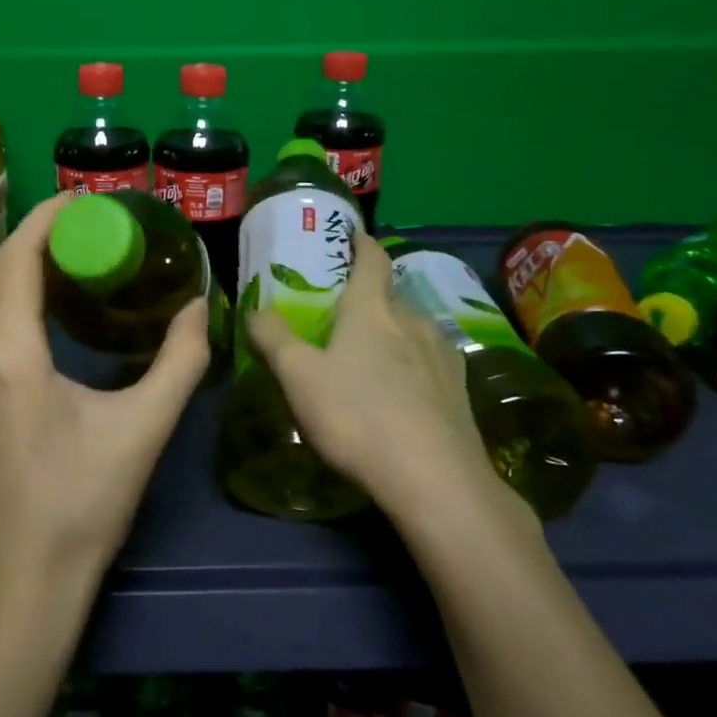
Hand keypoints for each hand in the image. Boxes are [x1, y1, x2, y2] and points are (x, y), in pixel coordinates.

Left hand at [0, 193, 211, 604]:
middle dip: (34, 235)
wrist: (29, 575)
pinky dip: (8, 296)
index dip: (46, 220)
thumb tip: (199, 306)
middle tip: (84, 225)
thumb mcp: (146, 427)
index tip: (83, 201)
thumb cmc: (87, 501)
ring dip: (18, 264)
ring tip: (68, 255)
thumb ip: (180, 360)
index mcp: (12, 357)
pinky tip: (45, 306)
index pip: (17, 260)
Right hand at [246, 230, 533, 534]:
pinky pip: (430, 362)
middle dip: (369, 296)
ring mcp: (443, 355)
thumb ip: (273, 338)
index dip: (360, 243)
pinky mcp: (460, 391)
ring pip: (413, 329)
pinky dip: (412, 364)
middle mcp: (413, 320)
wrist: (436, 481)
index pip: (371, 258)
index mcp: (372, 308)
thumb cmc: (357, 416)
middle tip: (342, 311)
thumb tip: (256, 311)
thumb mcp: (297, 376)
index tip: (352, 235)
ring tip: (370, 353)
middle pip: (390, 295)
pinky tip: (401, 391)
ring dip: (392, 332)